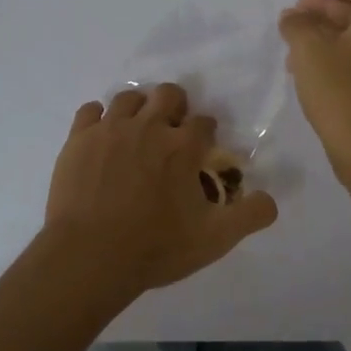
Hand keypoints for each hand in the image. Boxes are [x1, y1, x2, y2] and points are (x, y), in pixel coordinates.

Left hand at [42, 84, 279, 298]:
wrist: (89, 256)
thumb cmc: (155, 247)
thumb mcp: (214, 239)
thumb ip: (250, 215)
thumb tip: (271, 200)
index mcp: (183, 146)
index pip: (204, 122)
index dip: (206, 133)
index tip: (201, 149)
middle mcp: (149, 126)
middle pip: (169, 94)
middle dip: (175, 107)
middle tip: (170, 132)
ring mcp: (110, 128)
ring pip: (129, 97)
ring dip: (138, 109)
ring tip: (136, 132)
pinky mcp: (79, 138)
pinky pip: (90, 110)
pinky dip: (99, 119)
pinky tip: (102, 137)